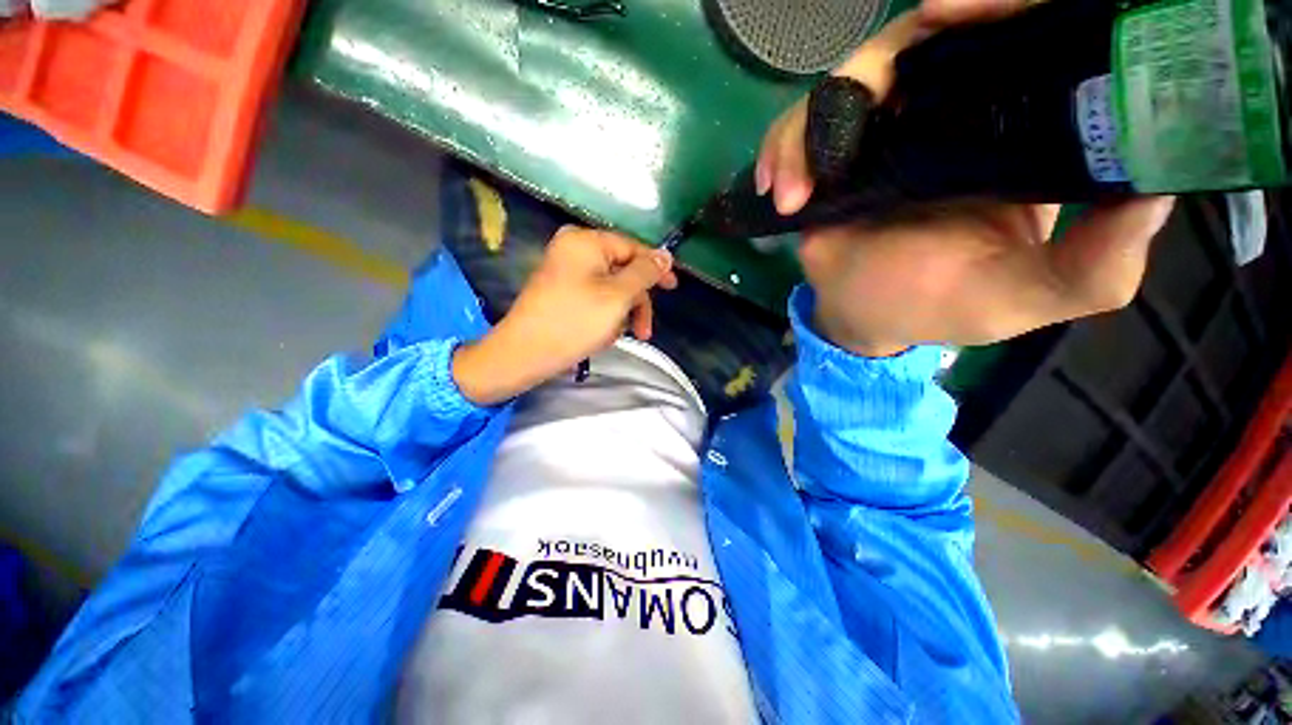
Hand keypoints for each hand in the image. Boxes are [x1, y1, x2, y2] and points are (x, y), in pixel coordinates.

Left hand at [453, 226, 677, 404]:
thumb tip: (665, 255)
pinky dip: (604, 316)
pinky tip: (601, 336)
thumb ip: (645, 273)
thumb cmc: (574, 322)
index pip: (632, 248)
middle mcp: (574, 248)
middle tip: (644, 331)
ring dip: (621, 313)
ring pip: (611, 287)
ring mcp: (565, 270)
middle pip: (622, 270)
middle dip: (636, 302)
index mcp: (586, 241)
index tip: (673, 288)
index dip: (655, 268)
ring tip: (615, 337)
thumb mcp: (618, 297)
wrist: (524, 353)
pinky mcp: (561, 290)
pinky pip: (595, 296)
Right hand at [756, 1, 1174, 356]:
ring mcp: (884, 128)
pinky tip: (776, 191)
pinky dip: (782, 151)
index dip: (997, 6)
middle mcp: (952, 109)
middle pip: (920, 40)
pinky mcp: (833, 154)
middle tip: (868, 93)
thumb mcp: (1028, 296)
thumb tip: (1156, 192)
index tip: (955, 11)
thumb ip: (1095, 265)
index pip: (1021, 36)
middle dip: (881, 58)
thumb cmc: (944, 307)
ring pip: (848, 82)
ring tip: (795, 192)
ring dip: (811, 125)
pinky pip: (800, 128)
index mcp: (1016, 128)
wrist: (868, 317)